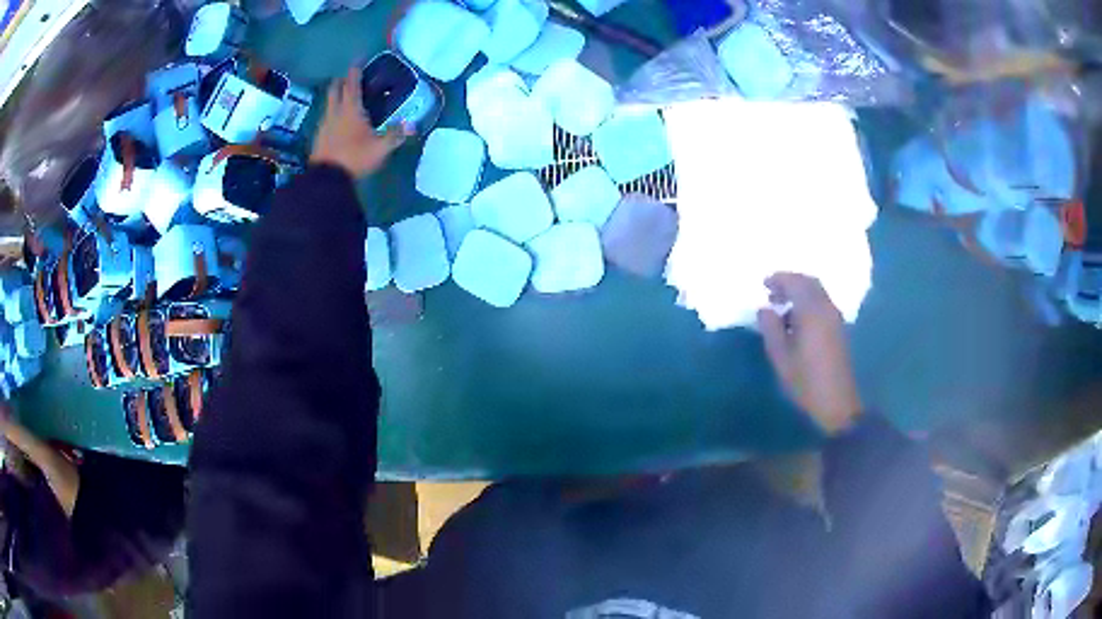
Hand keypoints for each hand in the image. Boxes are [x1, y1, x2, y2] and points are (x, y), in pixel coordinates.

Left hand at [309, 66, 407, 177]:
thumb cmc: (354, 158)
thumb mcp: (380, 148)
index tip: (358, 59)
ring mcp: (324, 124)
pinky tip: (337, 120)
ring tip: (345, 98)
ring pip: (329, 102)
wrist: (326, 180)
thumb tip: (412, 125)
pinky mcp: (318, 137)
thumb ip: (395, 135)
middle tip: (350, 77)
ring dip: (336, 96)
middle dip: (342, 80)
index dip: (355, 70)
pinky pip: (326, 117)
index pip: (352, 83)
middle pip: (335, 88)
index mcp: (350, 109)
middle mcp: (335, 111)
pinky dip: (332, 112)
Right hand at [757, 273, 861, 434]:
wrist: (837, 404)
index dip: (779, 279)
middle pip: (809, 282)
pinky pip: (822, 304)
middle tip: (772, 293)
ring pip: (817, 293)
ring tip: (781, 308)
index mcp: (812, 311)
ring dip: (799, 293)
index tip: (764, 284)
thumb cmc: (805, 382)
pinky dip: (808, 303)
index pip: (796, 282)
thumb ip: (770, 328)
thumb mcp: (780, 357)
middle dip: (790, 282)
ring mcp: (835, 318)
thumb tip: (765, 309)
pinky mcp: (838, 329)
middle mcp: (827, 308)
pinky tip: (796, 321)